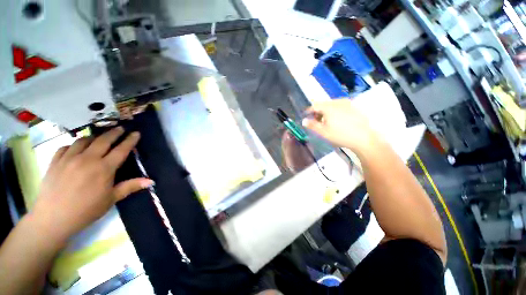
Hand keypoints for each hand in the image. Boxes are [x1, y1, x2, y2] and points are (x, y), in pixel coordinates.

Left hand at [32, 127, 152, 243]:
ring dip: (94, 137)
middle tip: (120, 128)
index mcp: (104, 169)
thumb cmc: (86, 210)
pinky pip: (66, 147)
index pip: (121, 150)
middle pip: (103, 140)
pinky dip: (74, 145)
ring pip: (84, 140)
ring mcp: (69, 158)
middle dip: (114, 133)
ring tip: (98, 138)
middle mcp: (87, 159)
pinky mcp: (55, 161)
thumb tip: (151, 181)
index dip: (130, 140)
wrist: (53, 218)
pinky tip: (76, 148)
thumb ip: (130, 186)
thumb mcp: (111, 199)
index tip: (136, 133)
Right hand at [302, 99, 379, 153]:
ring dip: (326, 111)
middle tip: (316, 121)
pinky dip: (334, 111)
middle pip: (323, 104)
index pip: (315, 106)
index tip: (305, 116)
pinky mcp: (354, 107)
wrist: (364, 138)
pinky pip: (340, 106)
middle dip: (318, 112)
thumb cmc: (340, 135)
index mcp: (329, 107)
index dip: (309, 111)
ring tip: (326, 121)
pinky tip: (337, 120)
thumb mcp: (323, 132)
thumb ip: (312, 125)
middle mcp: (337, 102)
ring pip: (332, 105)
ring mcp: (347, 103)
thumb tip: (304, 121)